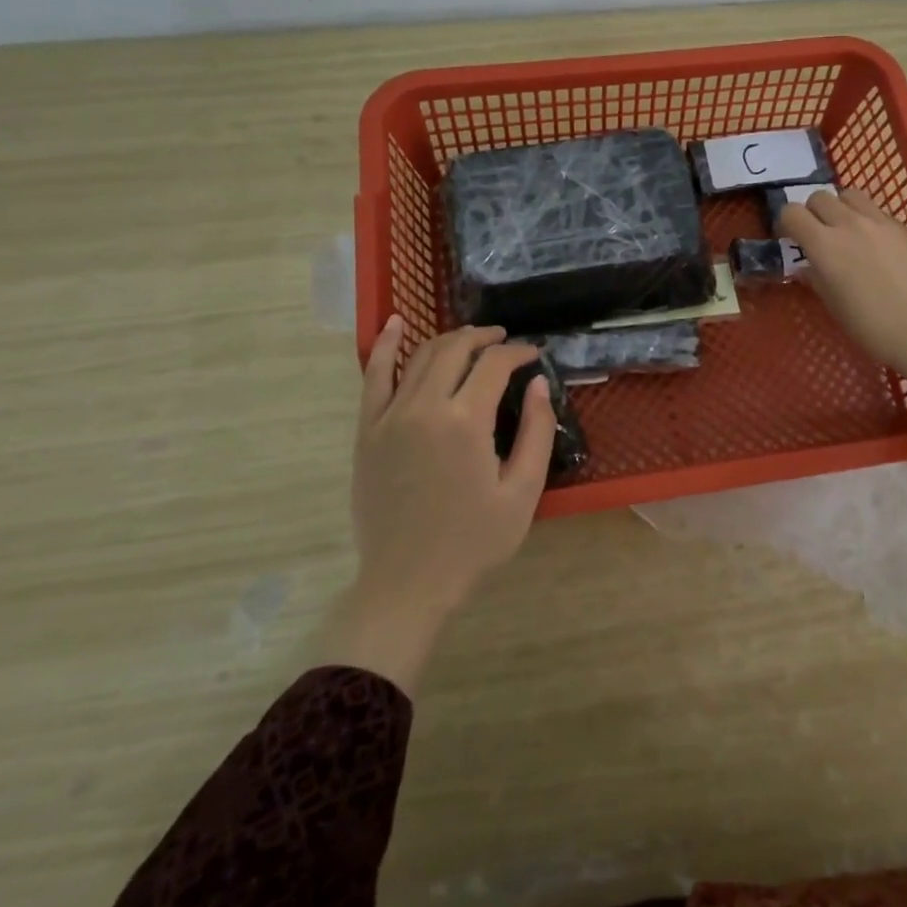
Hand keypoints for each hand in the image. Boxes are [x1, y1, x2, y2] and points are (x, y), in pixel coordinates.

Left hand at [327, 318, 555, 692]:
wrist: (408, 582)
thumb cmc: (473, 542)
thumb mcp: (522, 492)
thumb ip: (537, 431)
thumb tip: (538, 383)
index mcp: (465, 421)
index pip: (495, 365)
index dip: (518, 352)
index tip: (534, 355)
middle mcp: (424, 406)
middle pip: (455, 349)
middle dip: (484, 338)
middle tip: (505, 341)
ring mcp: (389, 416)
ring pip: (420, 356)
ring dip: (449, 340)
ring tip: (471, 341)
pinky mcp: (367, 430)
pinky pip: (373, 376)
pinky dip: (386, 346)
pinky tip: (396, 324)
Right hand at [779, 189, 906, 402]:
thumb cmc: (871, 327)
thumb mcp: (833, 305)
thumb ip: (816, 279)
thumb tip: (807, 267)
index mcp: (824, 245)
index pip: (792, 212)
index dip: (786, 223)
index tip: (790, 239)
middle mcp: (849, 224)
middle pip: (819, 197)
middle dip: (812, 212)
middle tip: (818, 235)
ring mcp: (880, 222)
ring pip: (850, 195)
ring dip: (841, 208)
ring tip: (847, 231)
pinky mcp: (905, 227)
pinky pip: (878, 212)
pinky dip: (869, 221)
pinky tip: (878, 246)